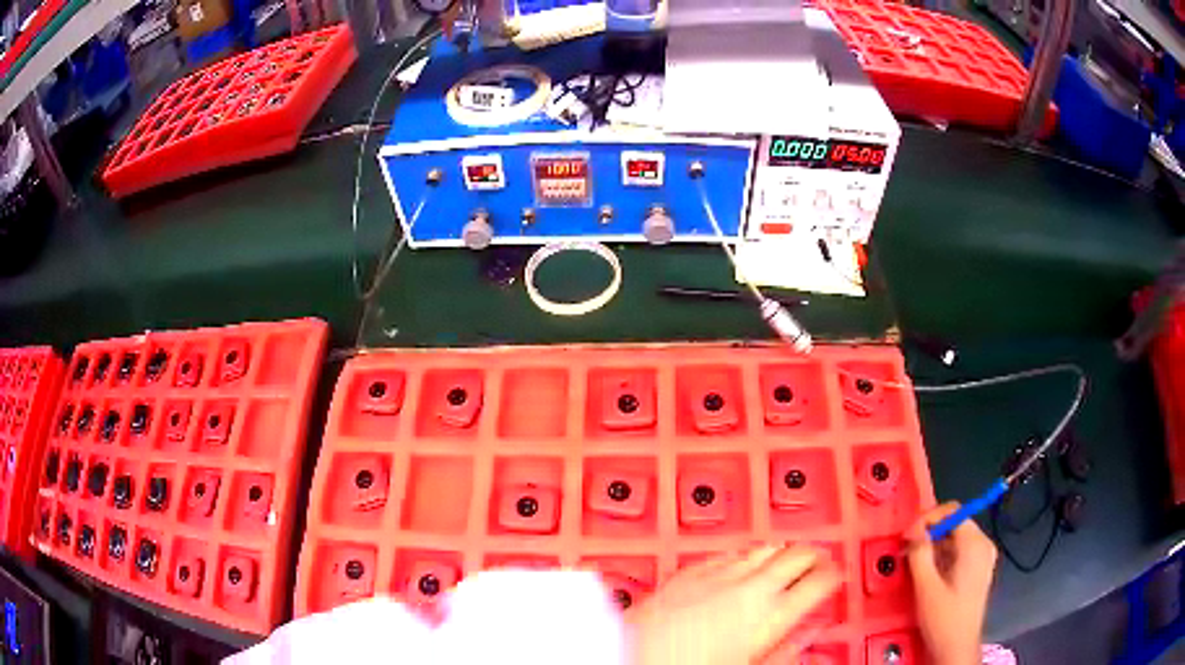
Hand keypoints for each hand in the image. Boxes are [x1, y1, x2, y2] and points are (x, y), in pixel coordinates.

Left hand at [627, 545, 840, 664]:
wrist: (634, 657)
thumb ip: (784, 651)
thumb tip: (805, 638)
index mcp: (772, 615)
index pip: (820, 581)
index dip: (834, 574)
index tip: (837, 576)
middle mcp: (750, 587)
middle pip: (797, 555)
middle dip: (814, 555)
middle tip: (819, 563)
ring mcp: (719, 574)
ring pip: (765, 548)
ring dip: (781, 552)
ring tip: (787, 559)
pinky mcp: (690, 570)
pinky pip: (729, 553)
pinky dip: (746, 555)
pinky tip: (744, 562)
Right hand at [907, 502, 997, 664]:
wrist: (957, 647)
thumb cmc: (943, 618)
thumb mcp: (926, 587)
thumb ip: (920, 554)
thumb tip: (913, 531)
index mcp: (975, 544)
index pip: (953, 512)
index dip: (928, 518)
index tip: (907, 536)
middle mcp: (983, 544)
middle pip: (955, 522)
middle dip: (929, 532)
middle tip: (906, 549)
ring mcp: (983, 556)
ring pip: (956, 537)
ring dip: (933, 544)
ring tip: (913, 561)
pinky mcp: (978, 568)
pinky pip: (959, 550)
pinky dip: (942, 555)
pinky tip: (927, 570)